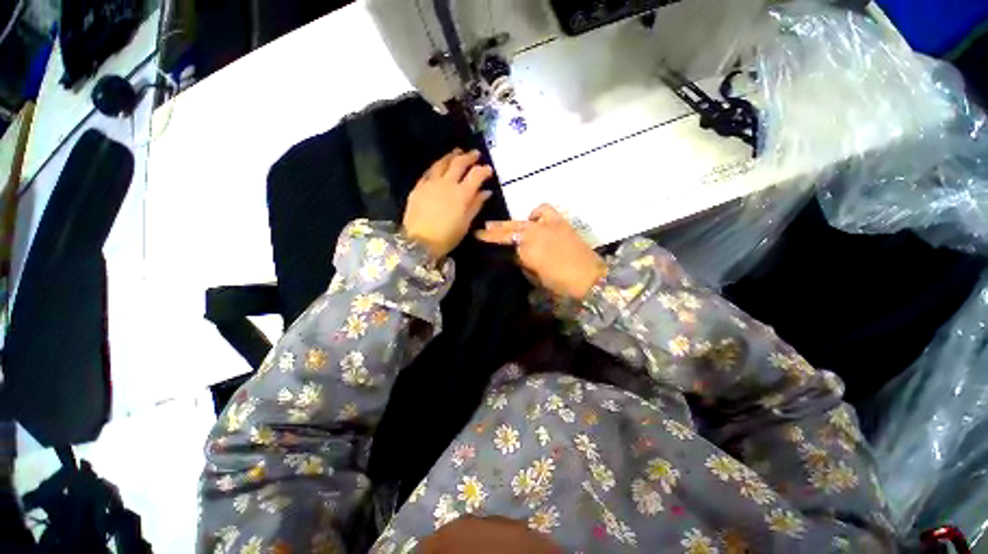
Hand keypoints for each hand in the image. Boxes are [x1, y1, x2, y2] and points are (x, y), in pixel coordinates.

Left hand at [403, 149, 493, 260]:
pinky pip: (429, 171)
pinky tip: (439, 166)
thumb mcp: (466, 223)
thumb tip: (486, 192)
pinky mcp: (418, 187)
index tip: (489, 170)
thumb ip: (476, 205)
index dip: (484, 170)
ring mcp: (431, 183)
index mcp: (462, 194)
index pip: (476, 175)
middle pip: (459, 163)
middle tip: (475, 154)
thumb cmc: (447, 237)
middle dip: (469, 157)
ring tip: (457, 152)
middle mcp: (447, 183)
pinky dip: (437, 166)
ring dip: (451, 156)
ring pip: (442, 163)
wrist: (419, 242)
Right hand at [476, 204, 606, 299]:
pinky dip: (536, 214)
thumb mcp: (536, 278)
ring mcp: (548, 225)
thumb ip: (524, 263)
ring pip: (522, 220)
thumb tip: (517, 254)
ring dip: (511, 223)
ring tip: (502, 226)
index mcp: (528, 249)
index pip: (504, 241)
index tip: (478, 236)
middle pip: (510, 228)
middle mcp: (535, 233)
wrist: (591, 278)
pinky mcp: (560, 222)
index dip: (490, 239)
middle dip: (495, 230)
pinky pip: (543, 211)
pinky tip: (534, 221)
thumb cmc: (561, 284)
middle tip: (483, 229)